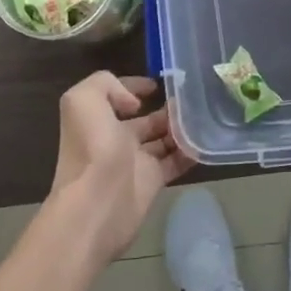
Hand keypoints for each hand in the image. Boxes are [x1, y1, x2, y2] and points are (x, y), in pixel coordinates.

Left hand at [50, 72, 194, 263]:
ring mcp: (135, 161)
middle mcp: (115, 138)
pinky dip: (190, 152)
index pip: (118, 96)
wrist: (96, 206)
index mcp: (98, 118)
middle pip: (146, 119)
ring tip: (204, 115)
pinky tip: (206, 141)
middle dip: (167, 108)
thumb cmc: (92, 149)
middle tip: (193, 98)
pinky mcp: (151, 182)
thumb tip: (134, 103)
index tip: (159, 84)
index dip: (135, 86)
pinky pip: (175, 162)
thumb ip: (105, 83)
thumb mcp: (84, 100)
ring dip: (181, 127)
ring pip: (163, 138)